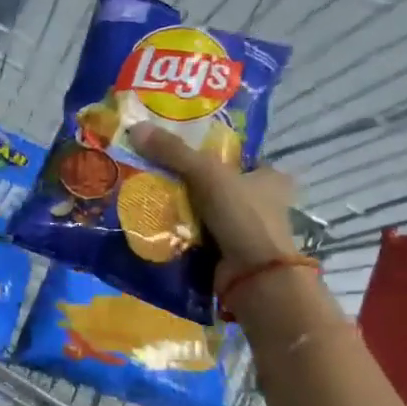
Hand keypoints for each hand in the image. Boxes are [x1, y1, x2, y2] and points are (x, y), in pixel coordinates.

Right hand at [128, 123, 299, 295]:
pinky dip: (182, 233)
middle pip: (220, 185)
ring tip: (148, 196)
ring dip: (184, 209)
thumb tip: (135, 128)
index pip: (239, 157)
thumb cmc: (243, 216)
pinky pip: (201, 237)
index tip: (179, 149)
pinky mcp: (231, 255)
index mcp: (270, 177)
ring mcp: (247, 232)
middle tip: (155, 172)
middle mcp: (263, 203)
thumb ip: (174, 152)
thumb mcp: (208, 174)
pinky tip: (156, 225)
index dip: (212, 152)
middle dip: (191, 182)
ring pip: (208, 212)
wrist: (254, 277)